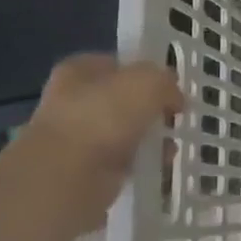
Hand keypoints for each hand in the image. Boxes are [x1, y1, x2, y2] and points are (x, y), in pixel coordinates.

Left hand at [17, 54, 184, 232]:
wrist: (66, 177)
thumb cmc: (104, 117)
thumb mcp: (148, 82)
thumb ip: (165, 81)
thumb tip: (173, 97)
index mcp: (79, 71)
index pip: (116, 63)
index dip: (145, 72)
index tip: (170, 87)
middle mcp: (72, 101)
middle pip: (122, 100)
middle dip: (150, 110)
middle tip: (173, 117)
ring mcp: (76, 138)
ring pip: (124, 132)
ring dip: (149, 140)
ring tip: (170, 148)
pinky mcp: (84, 170)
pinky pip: (122, 162)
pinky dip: (141, 164)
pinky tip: (157, 167)